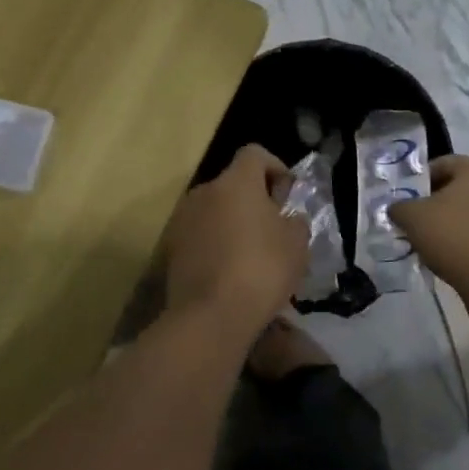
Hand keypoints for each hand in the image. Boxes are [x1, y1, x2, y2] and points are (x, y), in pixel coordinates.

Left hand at [164, 144, 307, 331]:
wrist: (210, 316)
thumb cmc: (262, 270)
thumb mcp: (297, 244)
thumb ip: (295, 222)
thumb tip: (287, 219)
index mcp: (236, 182)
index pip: (255, 154)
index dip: (275, 167)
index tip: (288, 195)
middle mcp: (204, 192)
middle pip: (233, 184)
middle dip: (254, 200)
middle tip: (274, 229)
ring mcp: (182, 220)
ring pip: (215, 211)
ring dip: (233, 223)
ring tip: (253, 254)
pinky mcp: (171, 249)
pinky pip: (201, 236)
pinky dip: (216, 245)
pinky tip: (231, 272)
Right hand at [388, 154, 468, 296]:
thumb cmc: (452, 236)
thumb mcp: (412, 217)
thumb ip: (399, 206)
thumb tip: (397, 209)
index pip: (441, 164)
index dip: (418, 180)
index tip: (404, 199)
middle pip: (456, 186)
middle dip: (432, 201)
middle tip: (412, 219)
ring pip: (468, 208)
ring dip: (447, 219)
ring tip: (428, 238)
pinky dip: (462, 235)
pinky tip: (448, 251)